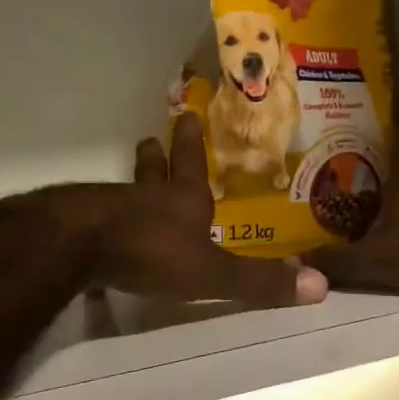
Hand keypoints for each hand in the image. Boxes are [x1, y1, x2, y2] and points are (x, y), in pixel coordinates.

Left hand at [90, 112, 326, 306]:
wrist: (76, 247)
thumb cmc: (152, 251)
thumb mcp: (213, 272)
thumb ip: (259, 281)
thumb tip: (321, 286)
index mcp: (182, 200)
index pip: (191, 164)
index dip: (191, 142)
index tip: (187, 113)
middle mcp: (147, 196)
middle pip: (152, 169)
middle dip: (156, 156)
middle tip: (149, 139)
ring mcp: (109, 208)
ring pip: (124, 190)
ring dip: (131, 185)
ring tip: (127, 185)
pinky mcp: (79, 227)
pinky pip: (95, 218)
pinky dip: (102, 218)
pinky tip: (97, 231)